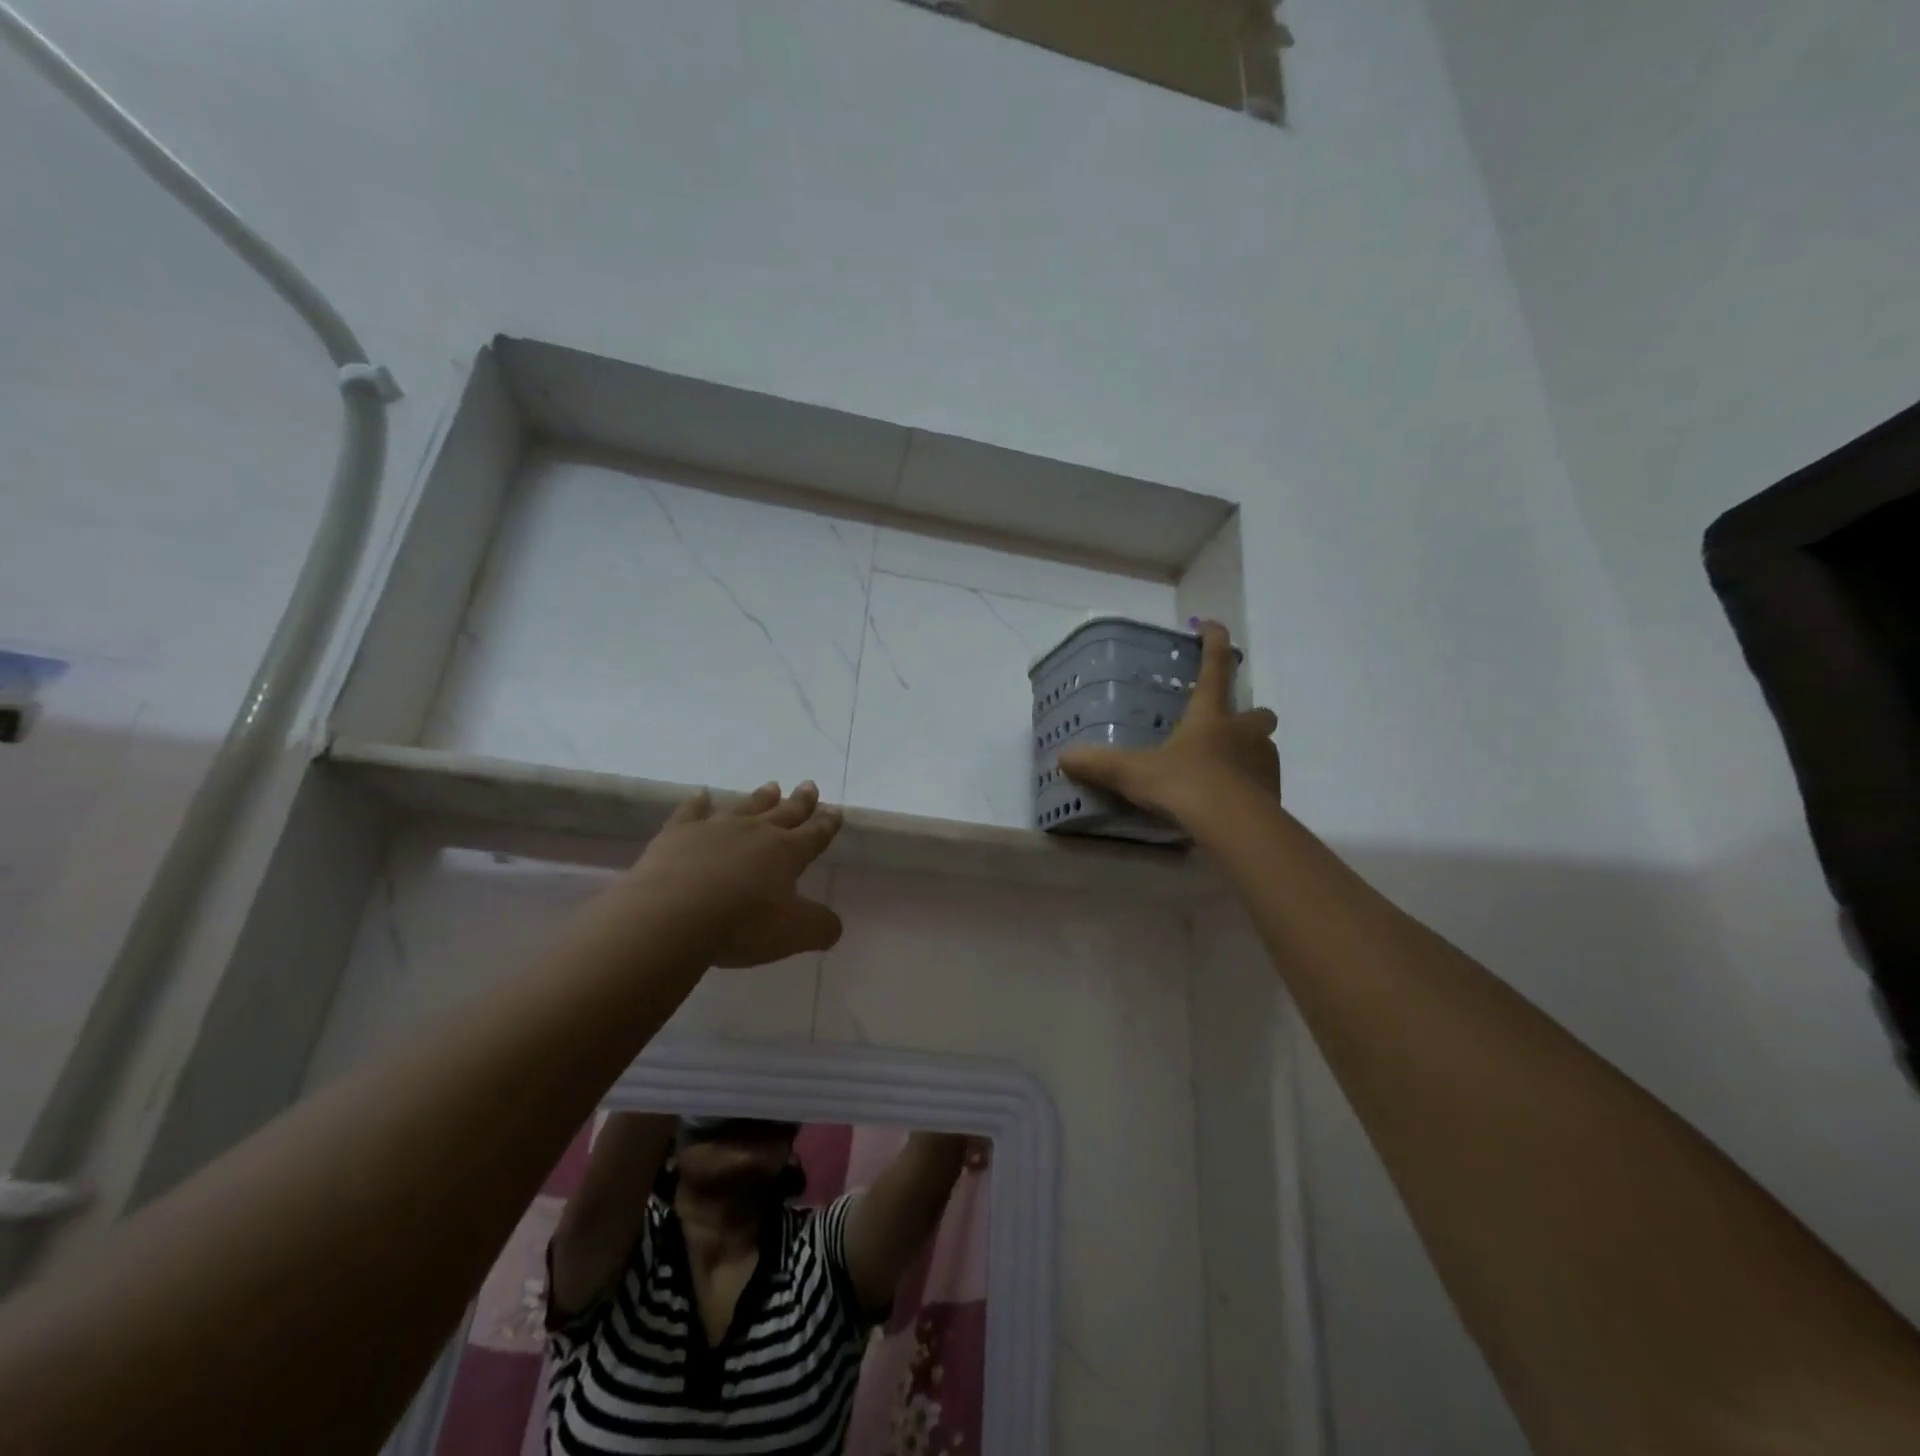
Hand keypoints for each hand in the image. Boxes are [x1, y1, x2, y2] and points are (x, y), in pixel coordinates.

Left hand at [620, 781, 843, 966]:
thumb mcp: (794, 934)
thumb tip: (834, 925)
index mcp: (787, 853)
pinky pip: (691, 811)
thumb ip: (820, 927)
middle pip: (783, 813)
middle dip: (800, 802)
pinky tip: (702, 794)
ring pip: (744, 807)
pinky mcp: (678, 834)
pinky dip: (698, 802)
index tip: (836, 811)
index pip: (814, 835)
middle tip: (809, 785)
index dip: (827, 824)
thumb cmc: (742, 924)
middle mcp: (755, 833)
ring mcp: (715, 829)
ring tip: (772, 786)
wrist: (673, 915)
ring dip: (760, 798)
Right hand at [1058, 620, 1278, 828]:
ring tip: (1222, 770)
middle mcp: (1243, 733)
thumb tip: (1063, 757)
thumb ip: (1100, 764)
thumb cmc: (1185, 786)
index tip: (1211, 625)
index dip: (1213, 642)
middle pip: (1258, 712)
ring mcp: (1263, 763)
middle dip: (1247, 715)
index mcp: (1211, 716)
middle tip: (1225, 727)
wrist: (1235, 827)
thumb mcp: (1134, 774)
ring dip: (1248, 752)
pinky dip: (1250, 787)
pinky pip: (1263, 782)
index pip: (1215, 667)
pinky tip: (1229, 802)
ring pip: (1263, 747)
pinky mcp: (1273, 795)